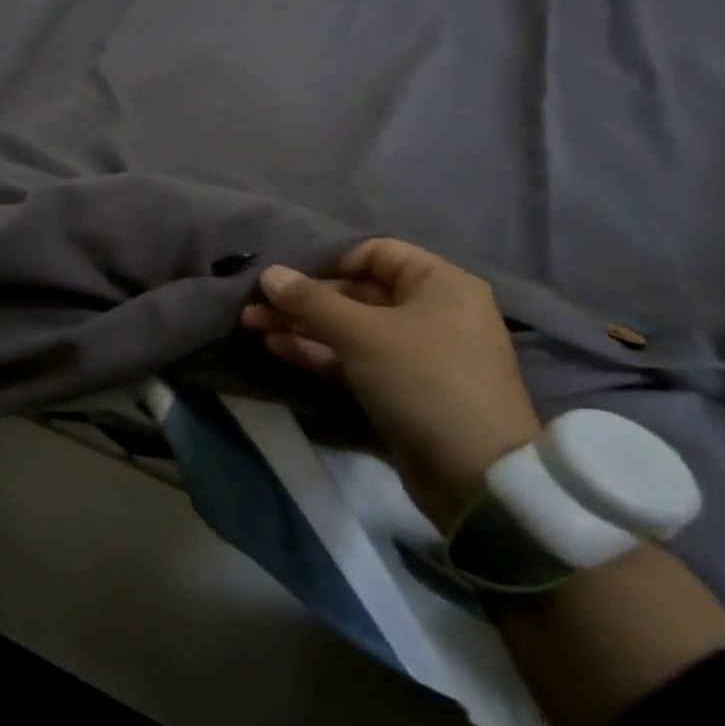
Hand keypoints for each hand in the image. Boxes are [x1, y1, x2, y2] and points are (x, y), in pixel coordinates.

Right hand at [240, 239, 541, 530]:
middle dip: (303, 298)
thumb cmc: (422, 380)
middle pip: (356, 292)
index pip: (375, 253)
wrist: (472, 472)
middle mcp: (431, 311)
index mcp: (439, 284)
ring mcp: (415, 351)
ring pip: (349, 327)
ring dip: (302, 324)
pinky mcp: (399, 386)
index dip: (328, 260)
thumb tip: (268, 273)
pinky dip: (318, 351)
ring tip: (252, 323)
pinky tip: (277, 346)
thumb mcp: (361, 334)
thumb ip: (310, 301)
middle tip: (254, 303)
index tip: (286, 276)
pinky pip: (353, 358)